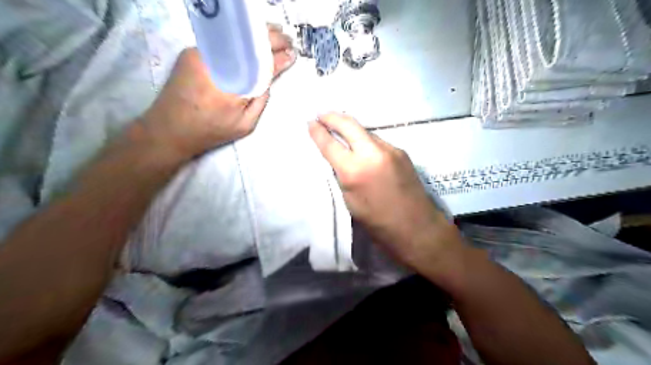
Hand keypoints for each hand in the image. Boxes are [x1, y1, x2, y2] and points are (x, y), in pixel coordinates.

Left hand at [142, 24, 296, 157]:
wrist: (168, 129)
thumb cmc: (211, 131)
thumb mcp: (245, 125)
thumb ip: (260, 101)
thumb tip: (269, 80)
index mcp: (232, 85)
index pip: (261, 64)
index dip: (279, 56)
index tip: (292, 52)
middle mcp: (216, 63)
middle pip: (248, 43)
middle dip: (270, 38)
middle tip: (286, 39)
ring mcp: (200, 54)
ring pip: (234, 40)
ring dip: (255, 36)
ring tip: (273, 36)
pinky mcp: (191, 52)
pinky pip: (221, 44)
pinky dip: (238, 41)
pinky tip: (249, 43)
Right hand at [308, 113, 464, 271]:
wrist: (416, 227)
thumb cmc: (377, 222)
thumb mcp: (350, 201)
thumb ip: (342, 175)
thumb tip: (336, 158)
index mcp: (355, 171)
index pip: (330, 144)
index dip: (317, 131)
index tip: (310, 122)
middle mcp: (373, 153)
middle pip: (349, 124)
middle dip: (332, 116)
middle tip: (321, 114)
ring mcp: (390, 150)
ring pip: (365, 131)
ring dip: (351, 129)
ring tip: (340, 129)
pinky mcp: (402, 152)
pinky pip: (378, 141)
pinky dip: (365, 141)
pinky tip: (362, 147)